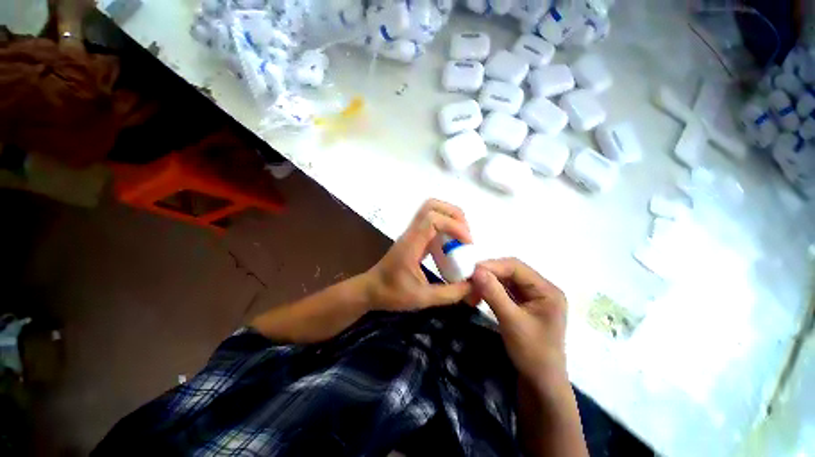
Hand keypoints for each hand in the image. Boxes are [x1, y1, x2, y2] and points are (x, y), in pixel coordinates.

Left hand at [363, 199, 473, 311]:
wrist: (371, 290)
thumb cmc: (392, 293)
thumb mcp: (423, 298)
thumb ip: (450, 293)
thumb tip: (473, 285)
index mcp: (411, 244)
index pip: (433, 219)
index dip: (454, 226)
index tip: (467, 244)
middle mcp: (411, 233)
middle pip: (431, 206)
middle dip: (454, 215)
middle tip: (466, 236)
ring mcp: (411, 234)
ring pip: (431, 210)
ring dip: (450, 218)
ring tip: (462, 238)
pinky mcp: (413, 238)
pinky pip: (431, 223)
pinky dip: (445, 227)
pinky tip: (451, 245)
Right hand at [471, 258, 568, 387]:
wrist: (540, 383)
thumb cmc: (532, 354)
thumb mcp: (511, 321)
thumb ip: (494, 294)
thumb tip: (475, 270)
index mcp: (547, 290)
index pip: (516, 267)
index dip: (492, 266)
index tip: (471, 271)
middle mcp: (541, 288)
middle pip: (511, 271)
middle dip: (489, 273)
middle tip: (469, 278)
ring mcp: (533, 296)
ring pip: (507, 280)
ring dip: (489, 281)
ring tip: (472, 285)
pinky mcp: (524, 304)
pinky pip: (506, 290)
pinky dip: (492, 290)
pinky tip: (480, 293)